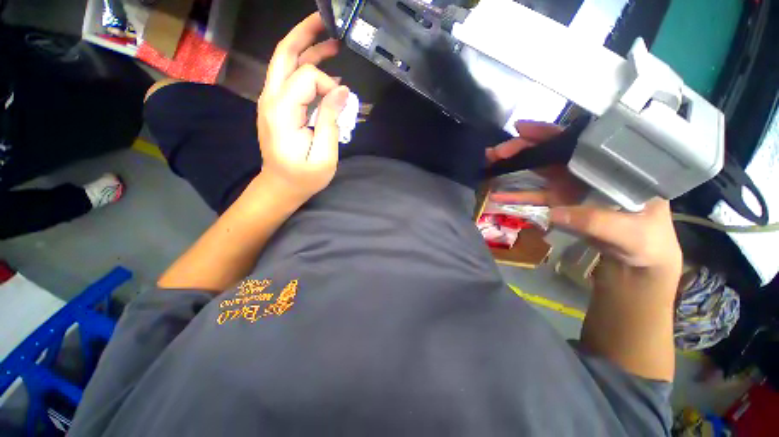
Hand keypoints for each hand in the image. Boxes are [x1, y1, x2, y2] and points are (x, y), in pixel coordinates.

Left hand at [257, 12, 349, 202]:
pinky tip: (324, 73)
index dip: (328, 86)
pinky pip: (288, 79)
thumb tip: (342, 91)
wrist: (280, 186)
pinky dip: (305, 69)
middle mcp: (270, 99)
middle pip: (284, 55)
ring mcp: (270, 101)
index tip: (342, 104)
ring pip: (285, 63)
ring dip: (306, 49)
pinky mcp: (275, 107)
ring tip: (331, 44)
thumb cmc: (303, 177)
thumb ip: (330, 121)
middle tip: (327, 23)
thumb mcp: (324, 156)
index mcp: (282, 111)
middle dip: (305, 35)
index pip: (305, 77)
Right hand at [488, 121, 681, 276]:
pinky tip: (498, 195)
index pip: (579, 141)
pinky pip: (535, 196)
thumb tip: (555, 213)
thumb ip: (597, 222)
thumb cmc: (646, 242)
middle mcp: (589, 170)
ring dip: (514, 167)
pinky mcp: (560, 202)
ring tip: (490, 164)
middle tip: (496, 152)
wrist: (638, 260)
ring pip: (539, 171)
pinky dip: (516, 195)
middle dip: (523, 148)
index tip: (522, 129)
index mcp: (611, 166)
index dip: (549, 133)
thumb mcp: (629, 232)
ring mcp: (572, 187)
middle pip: (552, 153)